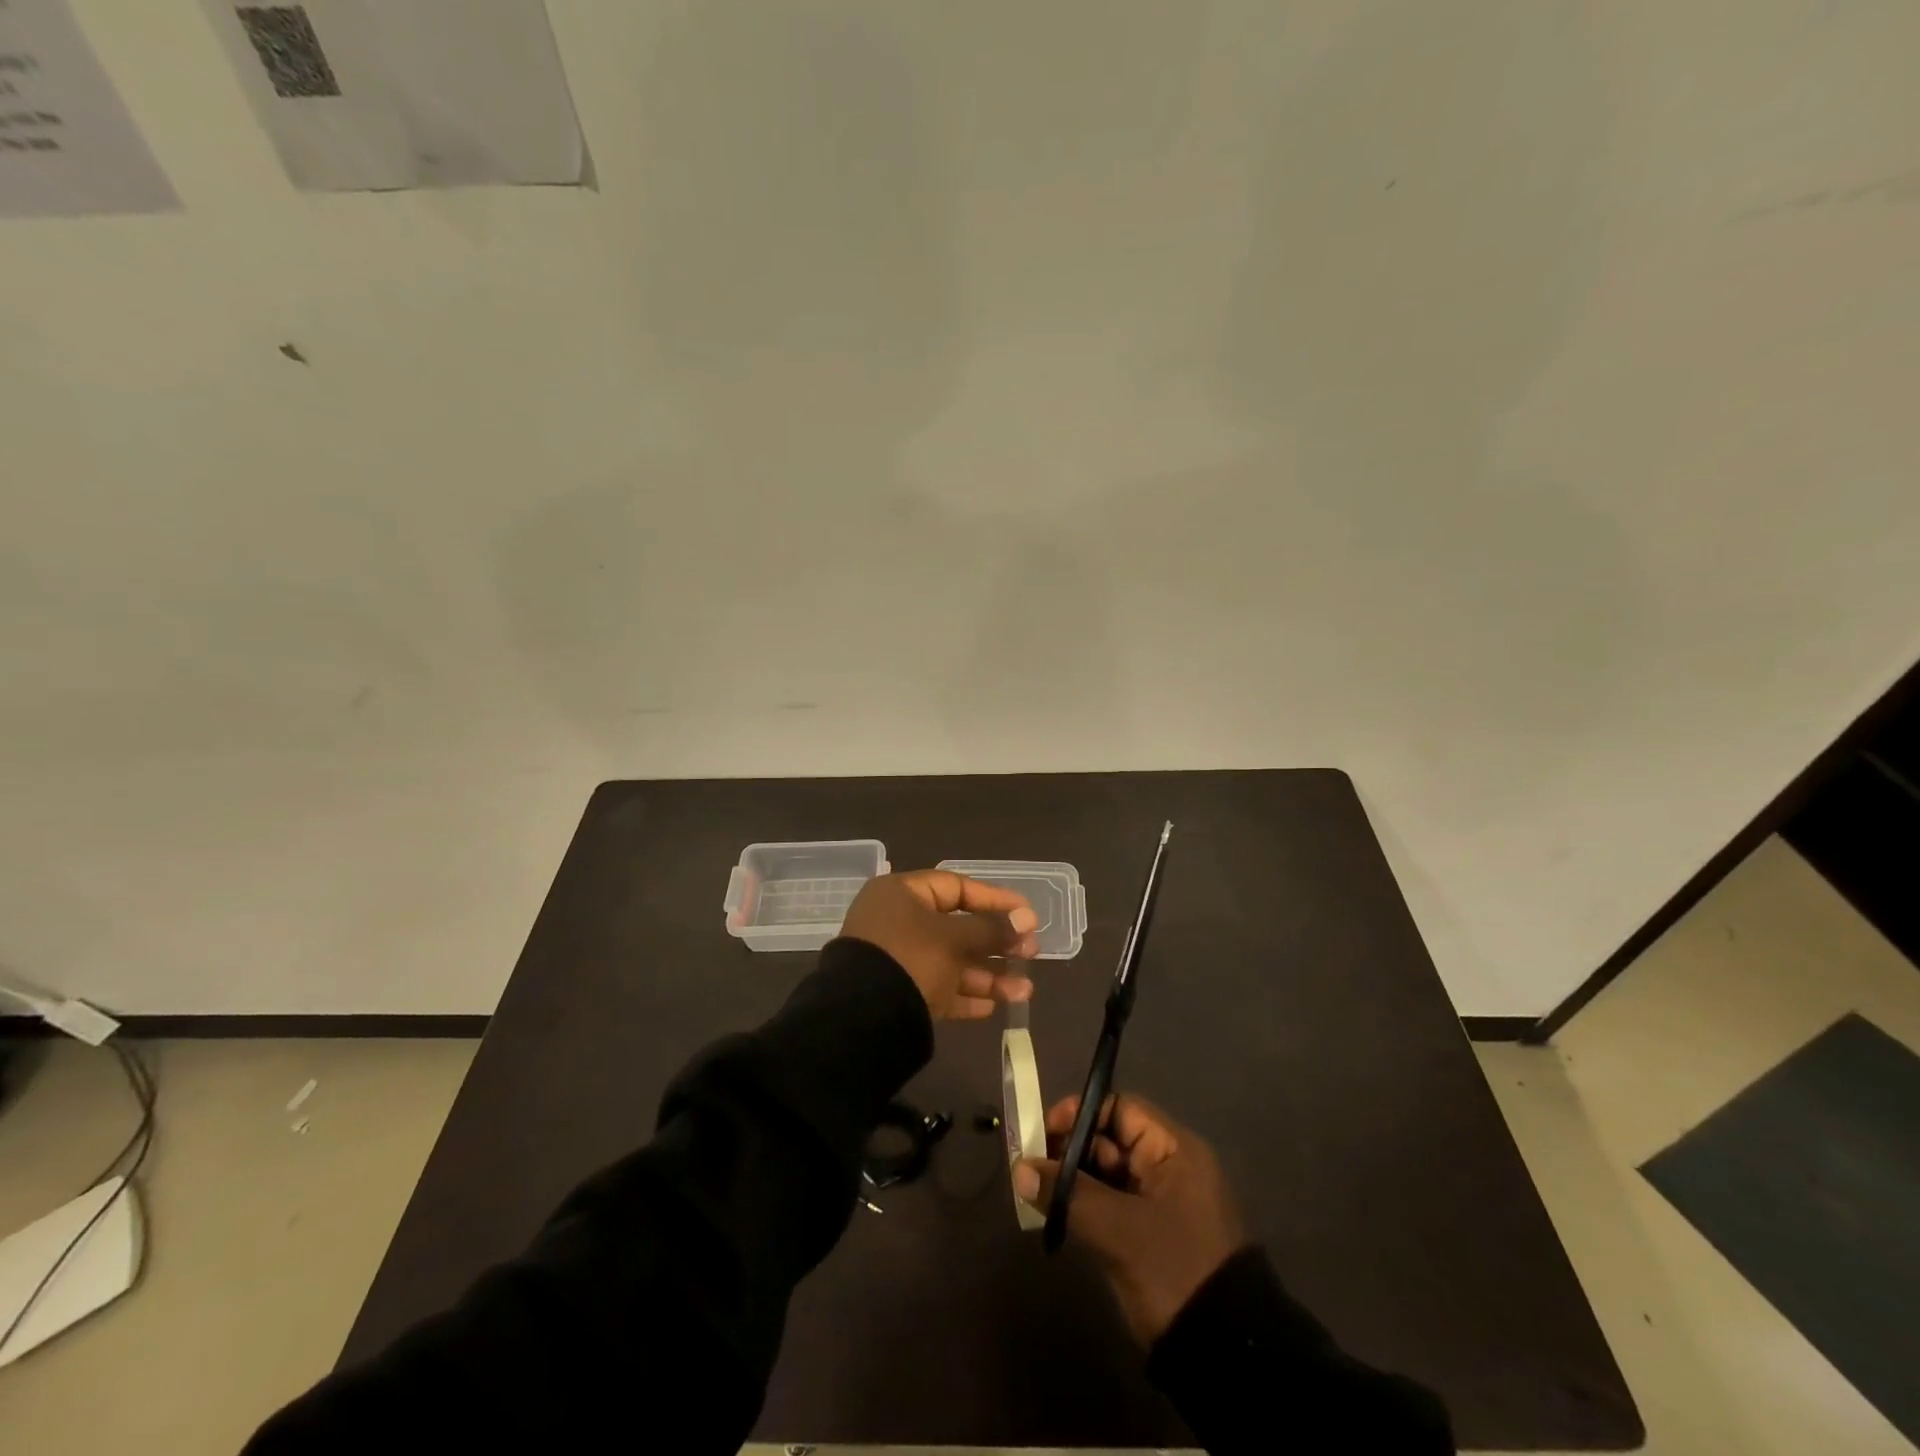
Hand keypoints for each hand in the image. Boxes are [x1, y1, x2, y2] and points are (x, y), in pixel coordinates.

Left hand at [840, 870, 1038, 1019]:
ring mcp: (897, 960)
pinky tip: (993, 1007)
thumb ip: (992, 929)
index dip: (994, 899)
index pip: (956, 887)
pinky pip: (938, 989)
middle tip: (1031, 954)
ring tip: (1024, 992)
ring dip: (988, 976)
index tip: (1027, 913)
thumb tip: (1027, 918)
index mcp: (901, 894)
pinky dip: (964, 996)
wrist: (861, 1019)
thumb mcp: (954, 940)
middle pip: (957, 928)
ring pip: (951, 962)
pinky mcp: (898, 994)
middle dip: (997, 944)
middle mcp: (897, 922)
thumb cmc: (910, 959)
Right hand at [1013, 1093, 1246, 1344]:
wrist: (1222, 1356)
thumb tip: (1019, 1169)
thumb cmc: (1175, 1270)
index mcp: (1174, 1150)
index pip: (1120, 1109)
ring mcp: (1159, 1203)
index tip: (1044, 1134)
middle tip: (1031, 1167)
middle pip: (1110, 1140)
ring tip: (1035, 1192)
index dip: (1080, 1114)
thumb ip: (1068, 1194)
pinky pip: (1110, 1204)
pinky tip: (1055, 1215)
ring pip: (1107, 1175)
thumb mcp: (1119, 1230)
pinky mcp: (1149, 1235)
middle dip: (1070, 1150)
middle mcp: (1168, 1167)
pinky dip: (1084, 1206)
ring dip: (1072, 1180)